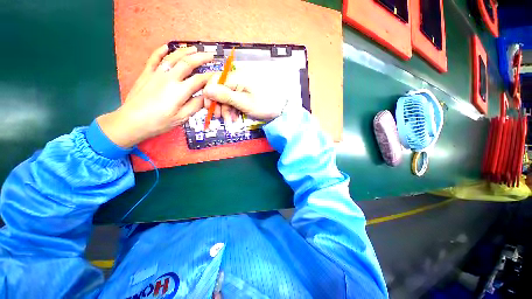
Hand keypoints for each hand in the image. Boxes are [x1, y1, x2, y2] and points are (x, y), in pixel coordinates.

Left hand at [97, 44, 213, 147]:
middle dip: (201, 58)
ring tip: (194, 49)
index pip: (199, 79)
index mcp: (179, 91)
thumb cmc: (159, 122)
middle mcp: (169, 78)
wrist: (131, 122)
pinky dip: (160, 51)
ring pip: (172, 57)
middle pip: (187, 63)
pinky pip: (154, 58)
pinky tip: (167, 46)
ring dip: (185, 51)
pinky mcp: (146, 74)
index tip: (218, 75)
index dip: (211, 76)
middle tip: (210, 55)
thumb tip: (207, 97)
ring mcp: (156, 74)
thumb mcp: (181, 118)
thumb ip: (195, 105)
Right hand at [202, 71, 286, 123]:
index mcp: (238, 78)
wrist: (281, 109)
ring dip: (227, 110)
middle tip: (220, 118)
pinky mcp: (245, 94)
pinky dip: (233, 110)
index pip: (215, 81)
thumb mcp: (244, 103)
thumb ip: (226, 96)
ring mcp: (242, 87)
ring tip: (231, 121)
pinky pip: (235, 100)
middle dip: (219, 105)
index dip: (209, 94)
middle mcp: (238, 79)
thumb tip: (207, 90)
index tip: (208, 107)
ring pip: (227, 97)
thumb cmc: (265, 105)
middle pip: (220, 89)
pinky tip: (235, 118)